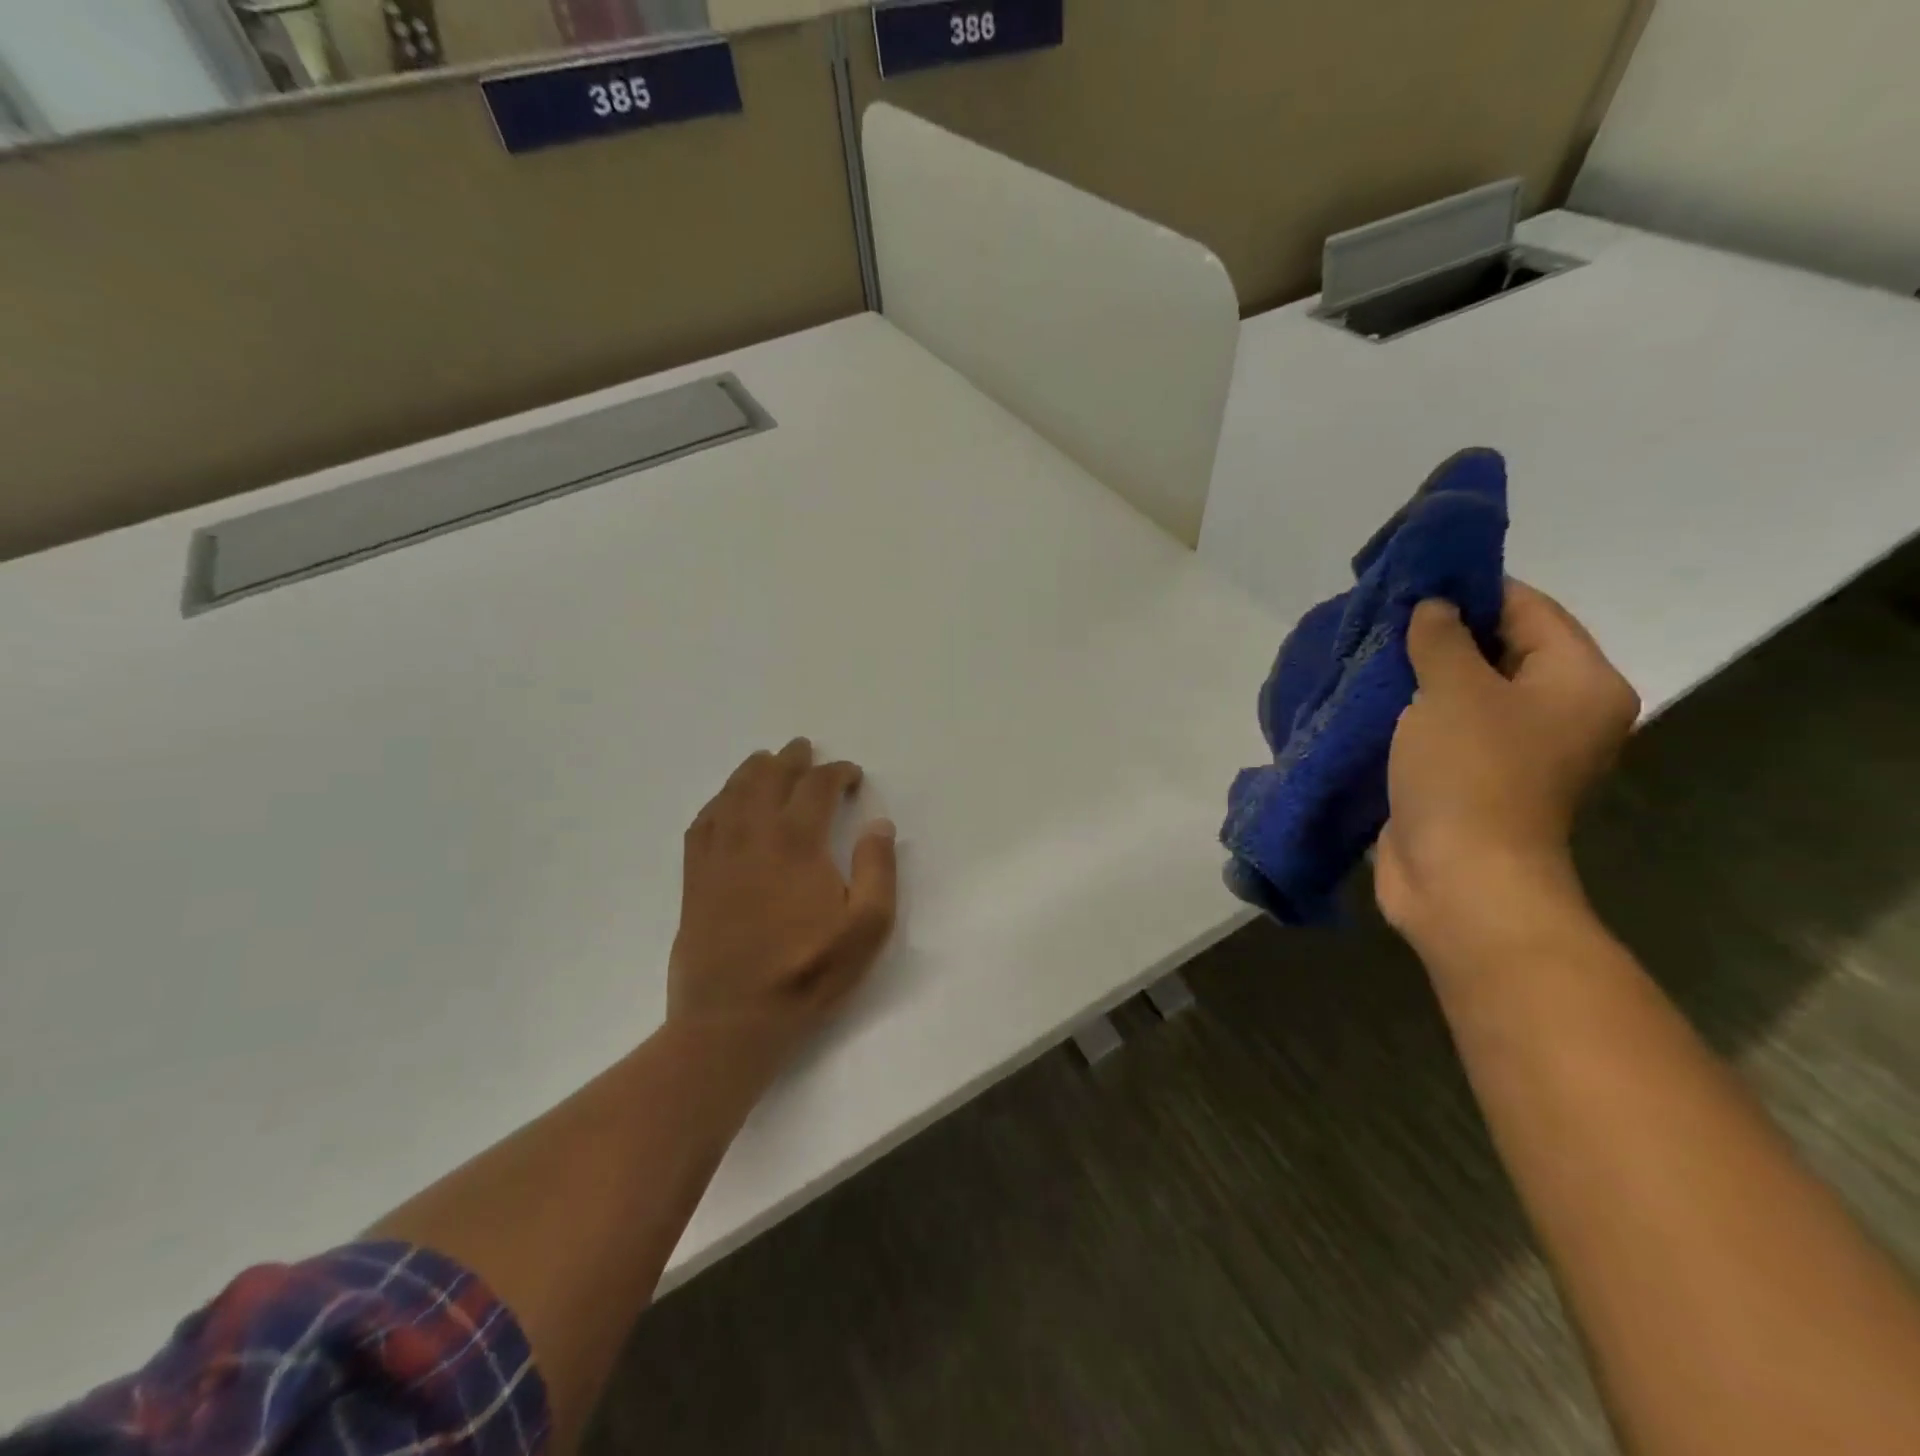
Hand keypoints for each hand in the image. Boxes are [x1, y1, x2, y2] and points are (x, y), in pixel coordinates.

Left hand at [669, 738, 897, 1079]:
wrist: (732, 1019)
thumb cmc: (807, 974)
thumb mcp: (865, 929)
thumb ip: (878, 870)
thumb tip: (879, 824)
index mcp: (797, 842)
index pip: (816, 787)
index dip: (836, 773)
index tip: (851, 775)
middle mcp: (753, 835)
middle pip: (769, 778)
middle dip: (792, 759)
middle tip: (805, 749)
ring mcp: (718, 855)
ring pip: (733, 793)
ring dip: (753, 770)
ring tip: (766, 761)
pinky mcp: (695, 877)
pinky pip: (704, 822)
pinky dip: (718, 801)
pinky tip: (725, 803)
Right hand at [1375, 581, 1638, 966]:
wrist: (1460, 879)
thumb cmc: (1470, 774)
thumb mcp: (1453, 690)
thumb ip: (1441, 638)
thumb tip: (1432, 608)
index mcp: (1578, 683)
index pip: (1530, 610)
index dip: (1473, 588)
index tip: (1415, 578)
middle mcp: (1558, 713)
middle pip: (1500, 650)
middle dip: (1441, 632)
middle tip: (1383, 616)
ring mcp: (1514, 751)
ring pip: (1466, 692)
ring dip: (1421, 675)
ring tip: (1368, 652)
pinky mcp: (1472, 779)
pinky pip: (1444, 728)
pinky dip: (1412, 713)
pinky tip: (1370, 698)